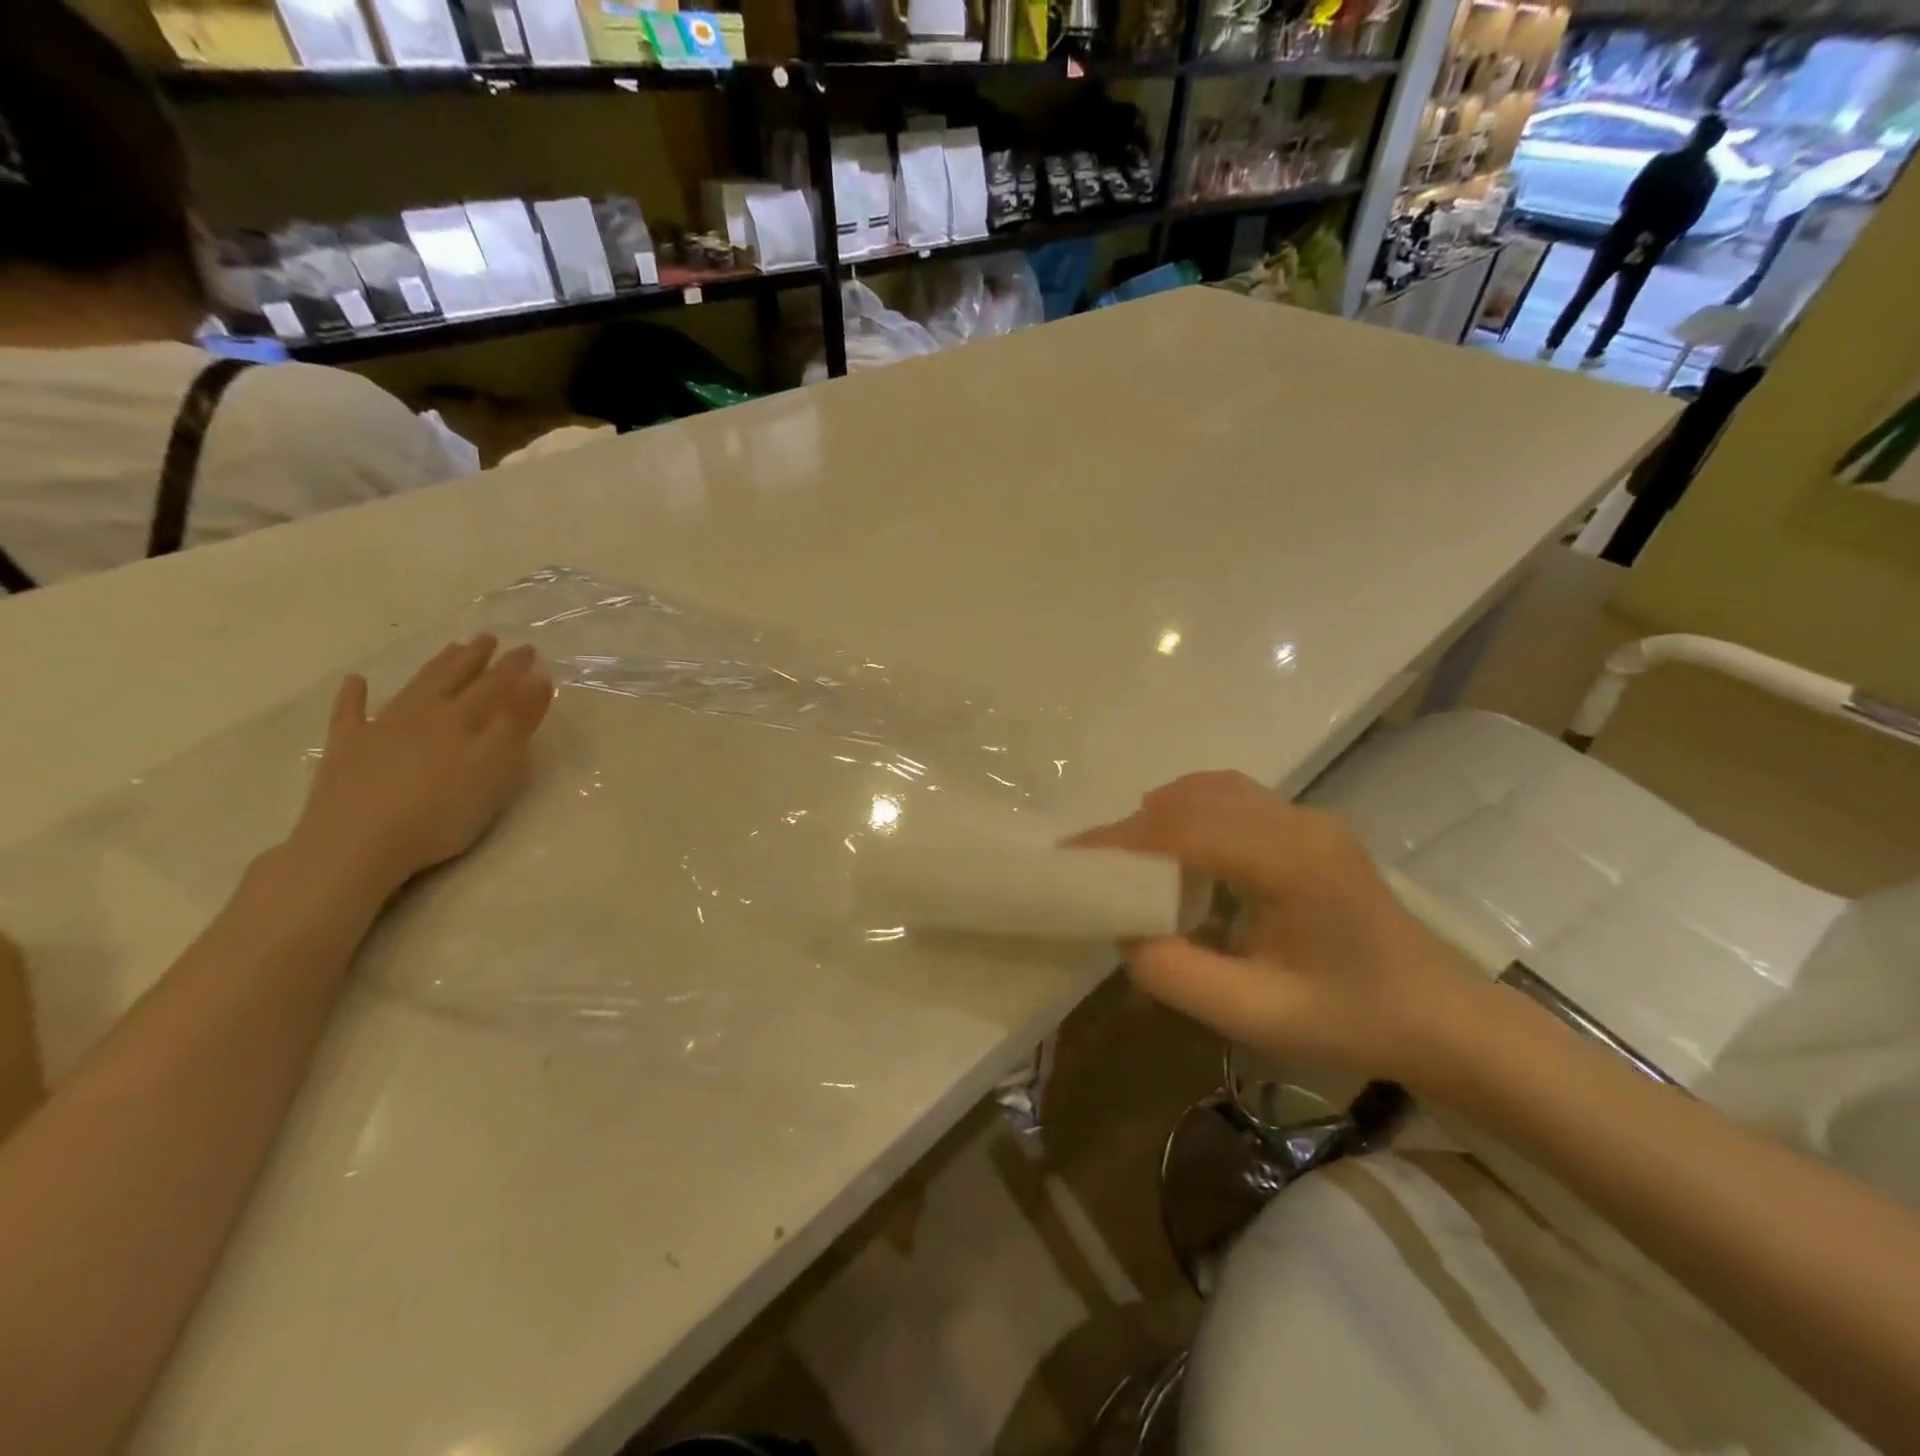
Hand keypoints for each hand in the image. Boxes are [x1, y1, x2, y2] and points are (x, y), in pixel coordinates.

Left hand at [289, 636, 554, 894]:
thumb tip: (538, 677)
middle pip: (454, 679)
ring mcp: (380, 728)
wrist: (357, 844)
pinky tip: (356, 682)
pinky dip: (353, 696)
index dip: (514, 668)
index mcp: (463, 718)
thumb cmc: (441, 811)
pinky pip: (350, 714)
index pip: (496, 685)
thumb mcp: (496, 766)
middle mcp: (423, 713)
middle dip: (476, 659)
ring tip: (451, 649)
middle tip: (489, 638)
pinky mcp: (346, 750)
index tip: (530, 649)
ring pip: (414, 688)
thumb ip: (517, 721)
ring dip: (435, 667)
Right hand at [1076, 771, 1475, 1083]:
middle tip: (1092, 863)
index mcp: (1293, 863)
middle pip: (1195, 801)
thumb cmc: (1352, 1020)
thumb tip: (1124, 930)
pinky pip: (1234, 797)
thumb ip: (1177, 974)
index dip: (1123, 841)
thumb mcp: (1256, 1015)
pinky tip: (1179, 848)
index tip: (1072, 858)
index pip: (1187, 830)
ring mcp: (1309, 817)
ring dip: (1162, 815)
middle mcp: (1299, 823)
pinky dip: (1191, 812)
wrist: (1439, 1017)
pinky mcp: (1309, 826)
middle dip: (1134, 828)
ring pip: (1213, 789)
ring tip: (1129, 858)